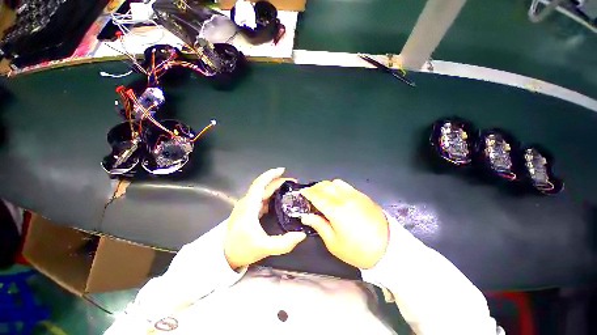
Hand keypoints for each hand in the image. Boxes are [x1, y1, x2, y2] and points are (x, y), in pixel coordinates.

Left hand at [224, 168, 306, 268]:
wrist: (225, 256)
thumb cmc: (242, 250)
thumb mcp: (264, 248)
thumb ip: (284, 243)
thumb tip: (302, 235)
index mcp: (249, 207)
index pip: (259, 184)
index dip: (270, 175)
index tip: (283, 170)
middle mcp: (246, 203)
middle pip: (262, 186)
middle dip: (278, 181)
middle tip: (293, 183)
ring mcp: (246, 206)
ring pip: (261, 191)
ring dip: (274, 186)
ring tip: (289, 188)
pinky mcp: (247, 209)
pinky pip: (260, 197)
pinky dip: (271, 194)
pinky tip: (279, 197)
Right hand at [300, 180, 388, 268]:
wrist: (389, 250)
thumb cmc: (358, 250)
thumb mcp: (334, 243)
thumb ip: (319, 225)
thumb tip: (305, 216)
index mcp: (336, 211)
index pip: (317, 196)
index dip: (307, 193)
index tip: (302, 193)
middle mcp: (345, 198)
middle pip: (325, 186)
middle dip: (315, 188)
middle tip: (310, 195)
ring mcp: (355, 195)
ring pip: (335, 183)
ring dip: (326, 186)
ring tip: (323, 194)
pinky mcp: (363, 196)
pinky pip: (346, 185)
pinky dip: (337, 186)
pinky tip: (337, 195)